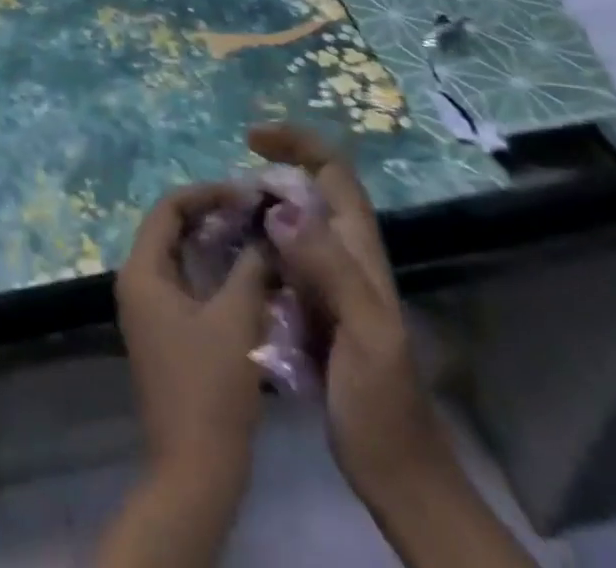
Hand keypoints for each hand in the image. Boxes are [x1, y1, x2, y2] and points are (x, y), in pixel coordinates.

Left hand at [114, 182, 272, 487]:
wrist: (194, 471)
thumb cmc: (211, 389)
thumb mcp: (236, 319)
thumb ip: (250, 267)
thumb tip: (264, 232)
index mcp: (141, 270)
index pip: (168, 208)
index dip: (207, 193)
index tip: (246, 192)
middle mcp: (136, 281)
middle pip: (171, 227)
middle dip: (212, 214)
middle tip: (254, 211)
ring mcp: (148, 307)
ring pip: (180, 255)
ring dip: (214, 242)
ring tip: (256, 234)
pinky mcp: (164, 329)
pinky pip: (185, 280)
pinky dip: (213, 269)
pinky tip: (247, 271)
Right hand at [248, 124, 450, 504]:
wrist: (396, 475)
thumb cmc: (382, 406)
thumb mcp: (365, 335)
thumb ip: (330, 269)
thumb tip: (280, 209)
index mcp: (359, 251)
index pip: (334, 172)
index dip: (297, 143)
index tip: (251, 140)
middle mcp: (344, 256)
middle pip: (309, 191)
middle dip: (270, 173)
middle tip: (227, 189)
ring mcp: (327, 283)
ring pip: (290, 224)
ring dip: (258, 210)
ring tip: (219, 217)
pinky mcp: (309, 308)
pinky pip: (278, 260)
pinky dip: (253, 247)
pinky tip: (227, 261)